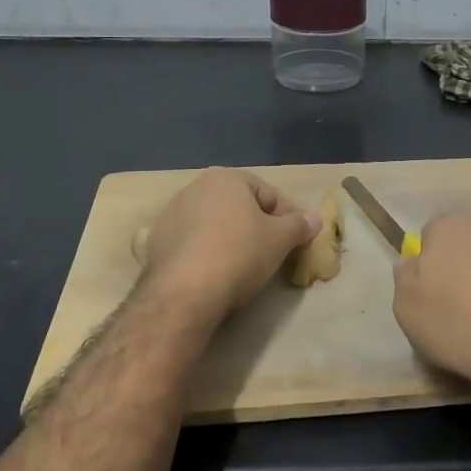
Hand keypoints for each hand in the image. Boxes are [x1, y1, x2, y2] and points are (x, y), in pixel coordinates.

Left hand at [139, 168, 320, 322]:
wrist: (185, 292)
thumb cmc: (239, 253)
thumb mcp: (280, 240)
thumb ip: (299, 225)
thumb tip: (315, 218)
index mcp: (225, 178)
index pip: (268, 193)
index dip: (288, 217)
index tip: (297, 240)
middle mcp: (194, 188)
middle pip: (238, 206)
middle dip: (257, 226)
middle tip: (273, 253)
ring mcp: (170, 215)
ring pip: (212, 224)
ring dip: (229, 239)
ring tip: (243, 267)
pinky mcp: (155, 243)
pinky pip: (189, 244)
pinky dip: (202, 253)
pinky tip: (211, 272)